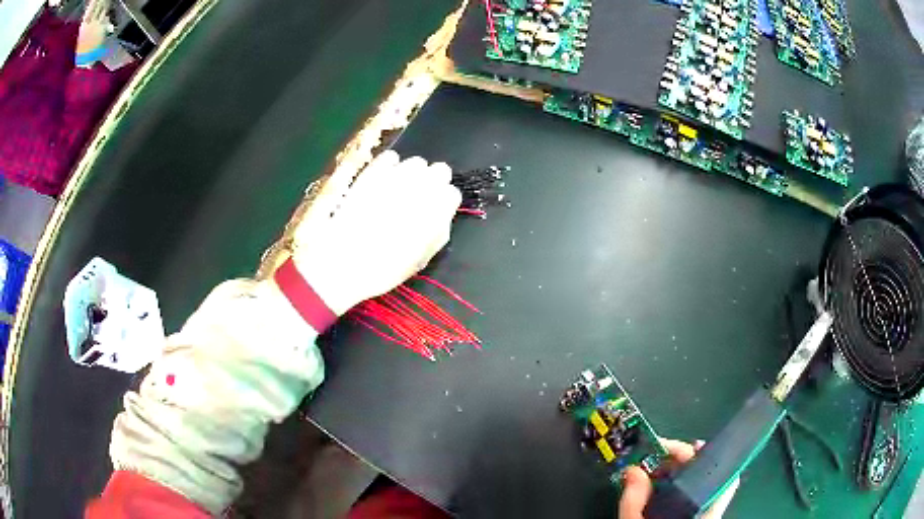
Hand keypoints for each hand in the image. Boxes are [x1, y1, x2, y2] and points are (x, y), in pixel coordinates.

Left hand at [291, 151, 461, 314]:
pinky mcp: (372, 170)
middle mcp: (423, 186)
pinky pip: (390, 157)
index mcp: (438, 210)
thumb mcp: (421, 259)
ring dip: (413, 175)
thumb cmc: (384, 268)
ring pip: (416, 162)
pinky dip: (390, 166)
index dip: (443, 204)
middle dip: (433, 183)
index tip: (434, 213)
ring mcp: (396, 175)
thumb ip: (438, 232)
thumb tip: (441, 216)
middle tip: (419, 200)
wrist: (341, 262)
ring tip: (399, 191)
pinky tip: (383, 180)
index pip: (452, 193)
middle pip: (440, 171)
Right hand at [618, 438, 739, 518]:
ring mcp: (704, 514)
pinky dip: (677, 487)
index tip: (670, 447)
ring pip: (700, 484)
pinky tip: (659, 490)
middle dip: (683, 460)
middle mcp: (710, 508)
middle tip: (657, 457)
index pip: (720, 471)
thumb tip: (632, 470)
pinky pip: (692, 496)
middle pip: (708, 473)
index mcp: (703, 509)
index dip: (699, 453)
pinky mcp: (696, 517)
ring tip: (655, 471)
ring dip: (679, 473)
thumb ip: (633, 498)